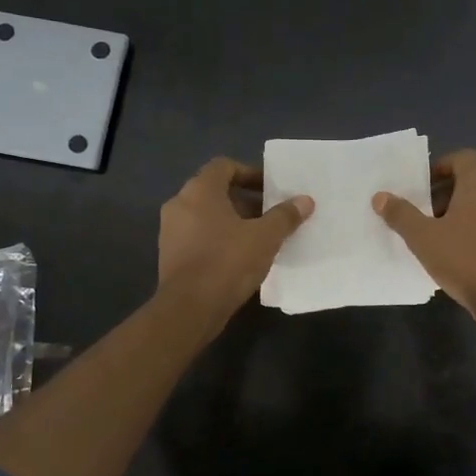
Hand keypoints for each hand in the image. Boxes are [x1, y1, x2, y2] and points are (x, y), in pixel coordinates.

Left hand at [158, 158, 312, 324]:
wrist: (189, 309)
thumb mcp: (265, 237)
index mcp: (199, 191)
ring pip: (207, 215)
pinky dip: (219, 239)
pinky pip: (199, 236)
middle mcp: (179, 204)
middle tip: (271, 215)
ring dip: (233, 221)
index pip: (224, 166)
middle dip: (246, 201)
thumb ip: (285, 216)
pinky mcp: (170, 255)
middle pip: (216, 191)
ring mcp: (171, 231)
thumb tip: (305, 200)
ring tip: (260, 238)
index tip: (271, 190)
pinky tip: (240, 258)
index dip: (249, 173)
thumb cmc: (227, 262)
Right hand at [373, 149, 475, 323]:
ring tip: (433, 234)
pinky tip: (454, 251)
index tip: (421, 186)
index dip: (440, 166)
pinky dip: (471, 227)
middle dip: (443, 193)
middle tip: (421, 212)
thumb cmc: (463, 259)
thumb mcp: (423, 237)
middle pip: (470, 180)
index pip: (463, 158)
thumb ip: (401, 214)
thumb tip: (380, 197)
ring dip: (456, 211)